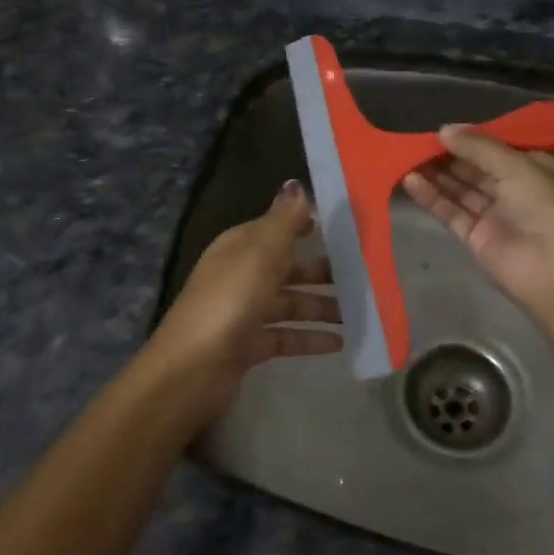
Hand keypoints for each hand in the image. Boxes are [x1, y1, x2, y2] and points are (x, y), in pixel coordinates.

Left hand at [150, 181, 339, 400]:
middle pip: (286, 267)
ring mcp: (243, 312)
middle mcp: (240, 275)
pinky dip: (309, 337)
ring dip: (321, 306)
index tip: (343, 228)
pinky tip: (338, 343)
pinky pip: (285, 336)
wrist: (191, 370)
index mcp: (239, 247)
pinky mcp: (248, 346)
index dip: (303, 225)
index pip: (275, 228)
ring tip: (358, 312)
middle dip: (320, 270)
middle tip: (362, 275)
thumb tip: (295, 183)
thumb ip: (282, 221)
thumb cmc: (229, 302)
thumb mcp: (259, 255)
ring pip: (289, 303)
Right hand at [403, 126, 553, 320]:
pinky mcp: (475, 237)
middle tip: (415, 143)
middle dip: (447, 155)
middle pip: (474, 168)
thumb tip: (444, 129)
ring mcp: (493, 214)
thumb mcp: (516, 166)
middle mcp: (513, 189)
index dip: (469, 139)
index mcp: (533, 168)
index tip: (441, 130)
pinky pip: (450, 211)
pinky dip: (431, 196)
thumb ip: (478, 147)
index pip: (496, 148)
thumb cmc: (545, 207)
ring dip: (434, 174)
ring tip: (405, 158)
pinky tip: (410, 181)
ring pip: (459, 189)